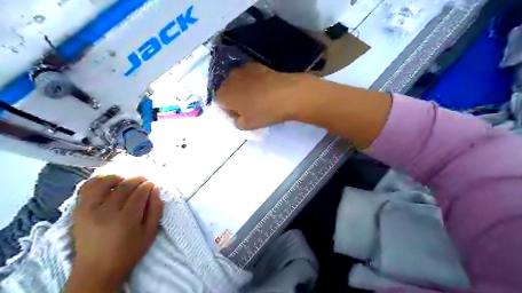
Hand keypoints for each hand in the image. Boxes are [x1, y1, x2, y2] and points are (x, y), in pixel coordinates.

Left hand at [65, 175, 161, 291]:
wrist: (96, 270)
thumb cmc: (128, 252)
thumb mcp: (149, 233)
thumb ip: (155, 210)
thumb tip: (155, 190)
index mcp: (126, 219)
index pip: (139, 193)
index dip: (148, 185)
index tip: (152, 184)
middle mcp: (106, 212)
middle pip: (124, 186)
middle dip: (137, 179)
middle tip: (144, 180)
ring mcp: (89, 210)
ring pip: (104, 183)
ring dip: (117, 177)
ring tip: (125, 179)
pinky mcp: (78, 210)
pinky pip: (87, 188)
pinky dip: (97, 181)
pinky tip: (107, 182)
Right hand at [216, 62, 317, 129]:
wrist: (286, 94)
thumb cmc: (264, 112)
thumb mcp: (247, 126)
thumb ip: (237, 122)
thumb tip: (238, 116)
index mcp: (223, 95)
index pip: (219, 102)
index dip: (229, 110)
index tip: (240, 115)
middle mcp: (229, 79)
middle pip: (227, 89)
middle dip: (234, 98)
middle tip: (248, 107)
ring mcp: (243, 69)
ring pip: (238, 81)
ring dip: (243, 88)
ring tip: (257, 96)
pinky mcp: (256, 64)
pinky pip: (249, 74)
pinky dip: (253, 80)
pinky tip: (264, 87)